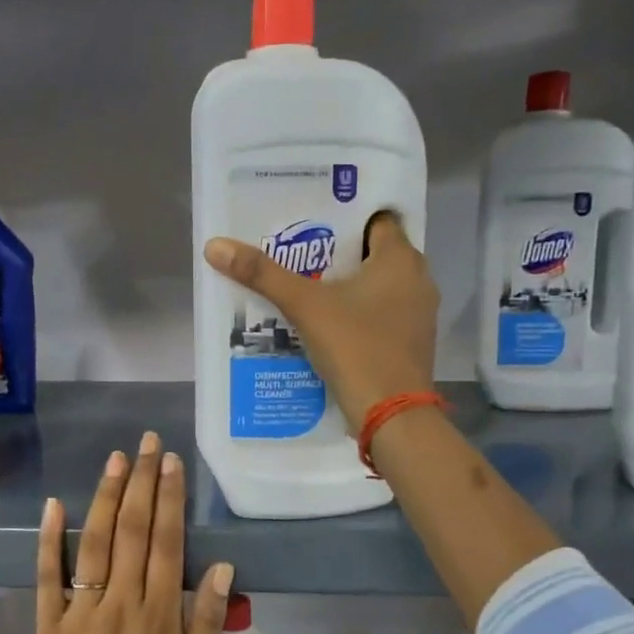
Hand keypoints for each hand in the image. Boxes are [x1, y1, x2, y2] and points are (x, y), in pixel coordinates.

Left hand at [34, 432, 233, 633]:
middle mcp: (120, 603)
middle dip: (141, 482)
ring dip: (105, 497)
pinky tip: (54, 505)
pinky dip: (50, 540)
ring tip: (115, 459)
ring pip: (95, 544)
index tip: (170, 463)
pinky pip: (48, 576)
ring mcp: (81, 611)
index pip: (166, 543)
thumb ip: (206, 622)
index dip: (169, 499)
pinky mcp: (49, 624)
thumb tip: (221, 567)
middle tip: (146, 443)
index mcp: (159, 617)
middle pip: (132, 532)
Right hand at [204, 211, 437, 431]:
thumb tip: (215, 246)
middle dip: (337, 254)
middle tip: (297, 254)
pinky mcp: (411, 342)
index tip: (310, 221)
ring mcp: (418, 314)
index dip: (344, 217)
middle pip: (373, 254)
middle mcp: (418, 280)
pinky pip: (381, 314)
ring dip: (347, 286)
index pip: (376, 219)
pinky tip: (326, 323)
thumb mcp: (304, 306)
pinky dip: (357, 313)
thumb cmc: (355, 347)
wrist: (390, 415)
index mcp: (401, 259)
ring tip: (304, 287)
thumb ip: (262, 274)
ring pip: (378, 287)